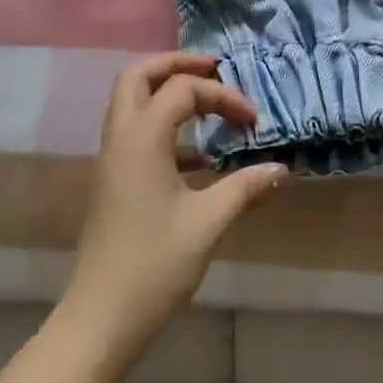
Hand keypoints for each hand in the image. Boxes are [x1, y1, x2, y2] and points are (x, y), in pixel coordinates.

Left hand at [64, 52, 288, 356]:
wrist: (100, 319)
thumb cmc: (154, 265)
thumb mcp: (207, 223)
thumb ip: (245, 188)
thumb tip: (281, 169)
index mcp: (141, 137)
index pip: (182, 90)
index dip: (222, 96)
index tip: (253, 123)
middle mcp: (120, 137)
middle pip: (139, 75)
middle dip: (176, 64)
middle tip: (213, 68)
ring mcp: (111, 158)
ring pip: (131, 100)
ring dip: (165, 90)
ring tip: (205, 99)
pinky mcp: (112, 179)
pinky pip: (134, 130)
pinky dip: (162, 124)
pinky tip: (196, 155)